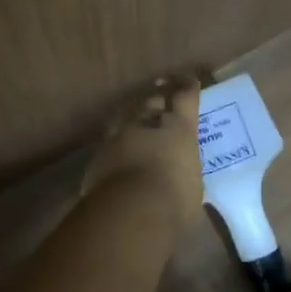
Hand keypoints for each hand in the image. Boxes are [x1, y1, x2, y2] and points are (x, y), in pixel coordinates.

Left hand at [83, 77, 203, 230]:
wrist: (129, 210)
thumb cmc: (174, 199)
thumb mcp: (193, 189)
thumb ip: (186, 177)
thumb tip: (188, 188)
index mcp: (179, 128)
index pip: (185, 97)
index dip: (188, 87)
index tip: (189, 80)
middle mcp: (147, 123)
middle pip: (152, 99)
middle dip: (158, 93)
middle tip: (161, 86)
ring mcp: (118, 136)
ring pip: (126, 115)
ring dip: (133, 112)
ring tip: (136, 111)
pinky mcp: (98, 156)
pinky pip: (109, 143)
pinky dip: (116, 143)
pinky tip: (116, 149)